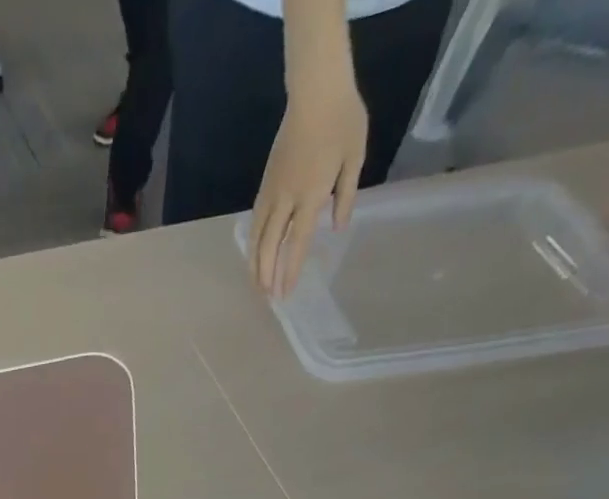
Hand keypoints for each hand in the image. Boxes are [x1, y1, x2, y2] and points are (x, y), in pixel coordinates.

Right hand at [250, 77, 366, 296]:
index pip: (297, 242)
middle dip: (266, 275)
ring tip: (256, 284)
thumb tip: (338, 227)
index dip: (289, 270)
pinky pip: (255, 223)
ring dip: (254, 264)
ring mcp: (271, 193)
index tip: (285, 293)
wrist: (316, 91)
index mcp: (310, 194)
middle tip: (267, 297)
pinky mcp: (264, 186)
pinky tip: (253, 255)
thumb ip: (345, 195)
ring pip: (257, 238)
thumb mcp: (355, 157)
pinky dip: (253, 244)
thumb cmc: (343, 120)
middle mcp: (286, 199)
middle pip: (269, 246)